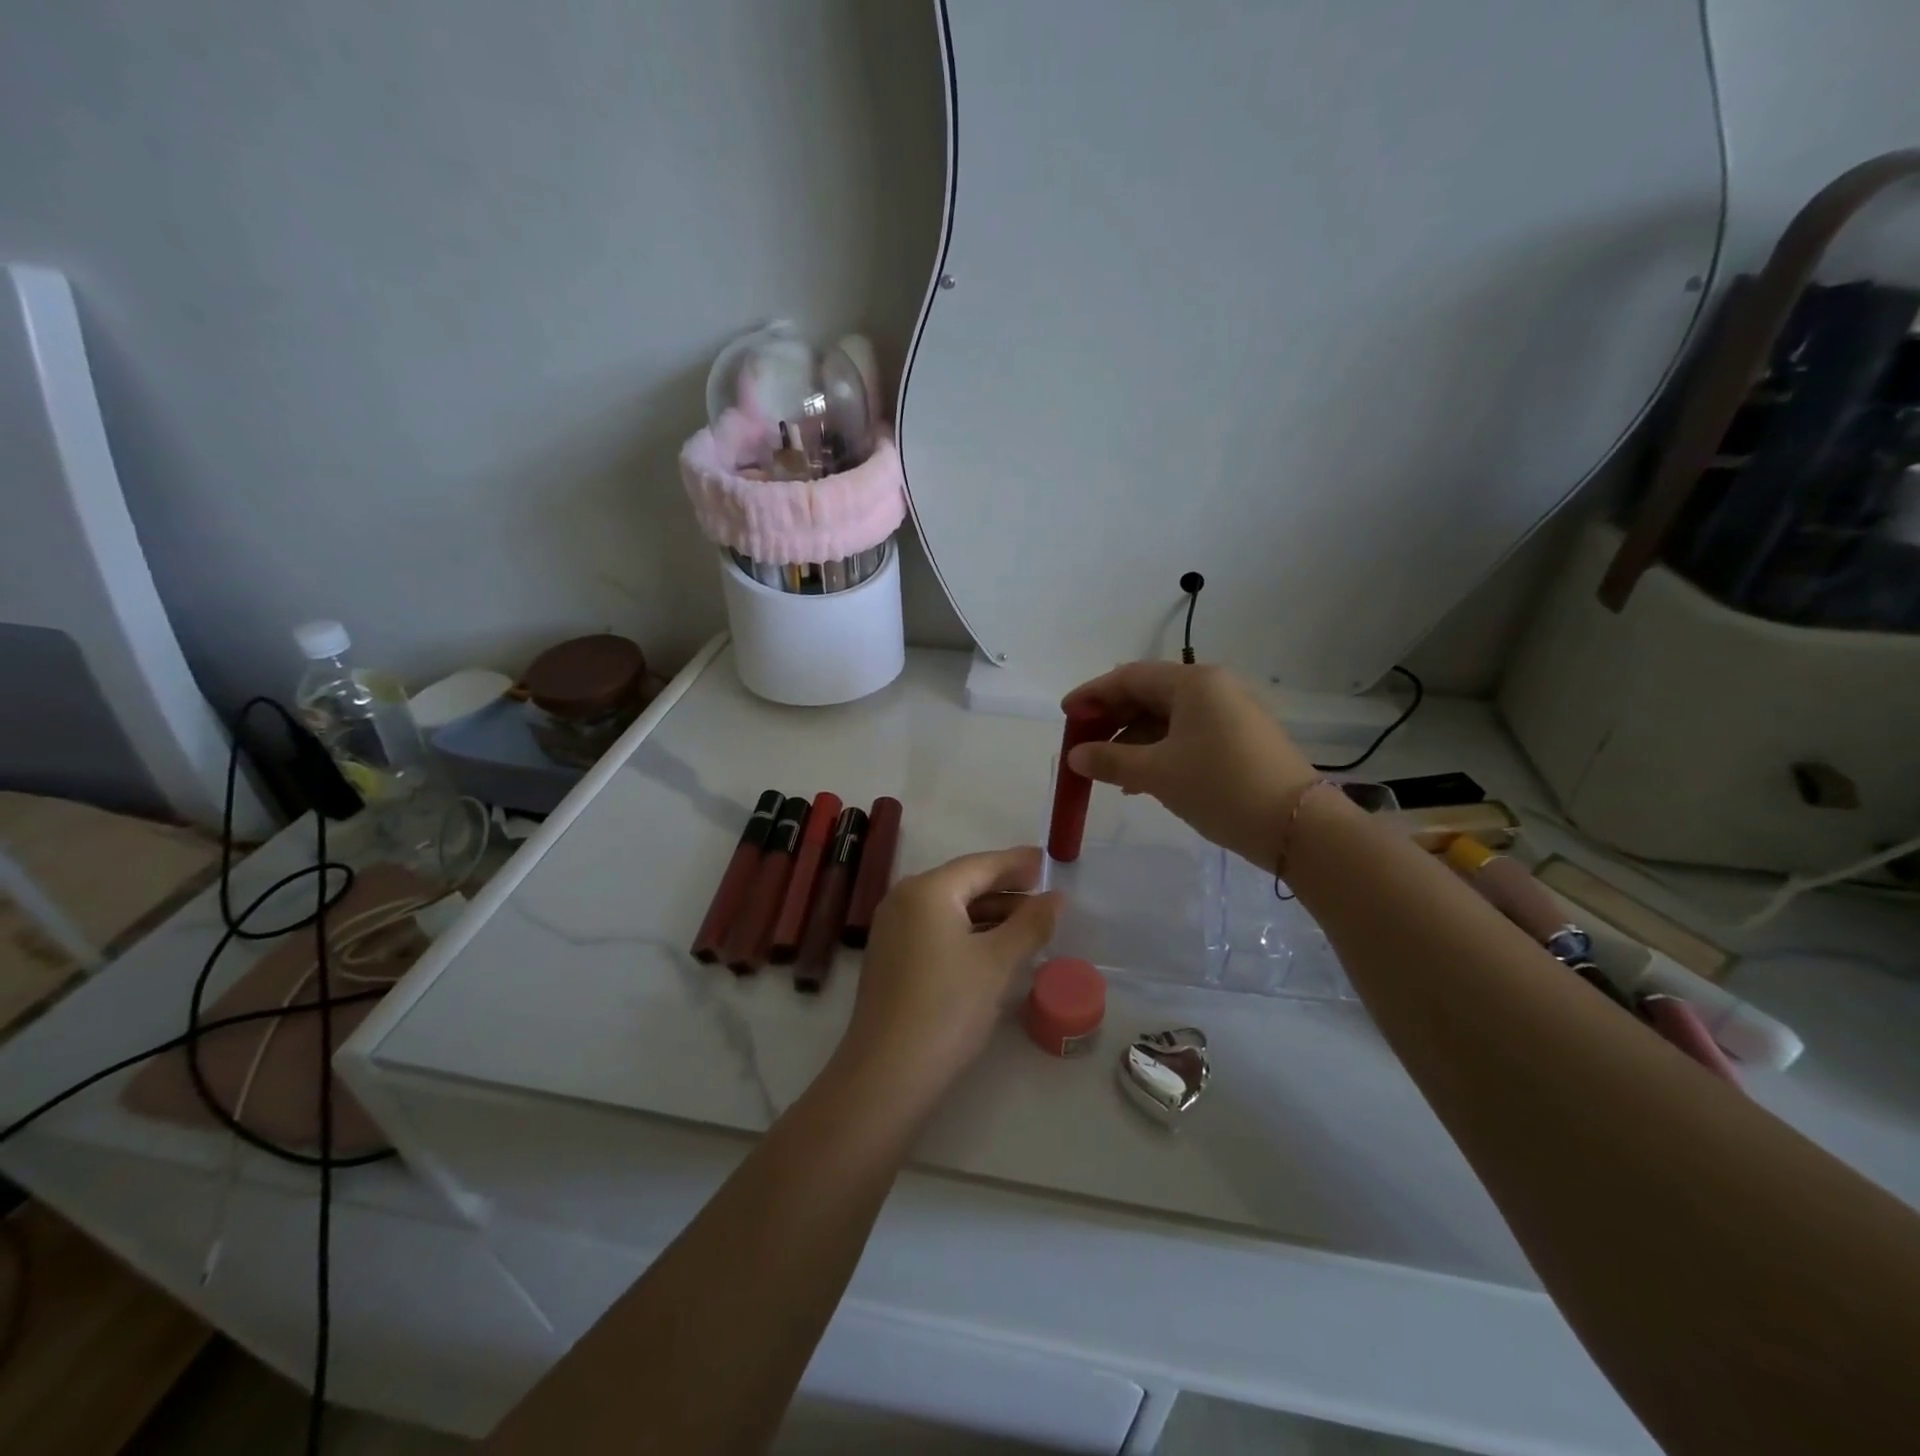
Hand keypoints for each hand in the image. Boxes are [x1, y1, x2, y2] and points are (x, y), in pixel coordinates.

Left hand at [838, 846, 1061, 1111]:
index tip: (1047, 860)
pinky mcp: (892, 958)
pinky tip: (993, 946)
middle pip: (963, 883)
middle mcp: (904, 899)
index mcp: (928, 890)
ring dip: (989, 912)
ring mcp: (893, 929)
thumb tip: (1056, 897)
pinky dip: (968, 931)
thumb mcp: (997, 963)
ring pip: (950, 909)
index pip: (980, 865)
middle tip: (1043, 892)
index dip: (1017, 862)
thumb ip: (1030, 924)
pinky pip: (936, 929)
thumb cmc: (947, 1007)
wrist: (887, 1073)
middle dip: (1005, 888)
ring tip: (1028, 922)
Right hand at [1062, 662, 1316, 869]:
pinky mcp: (1239, 740)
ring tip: (1107, 771)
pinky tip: (1140, 780)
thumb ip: (1110, 760)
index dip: (1092, 694)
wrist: (1297, 826)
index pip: (1129, 677)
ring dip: (1132, 741)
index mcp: (1193, 683)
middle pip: (1148, 695)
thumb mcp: (1157, 773)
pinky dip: (1158, 752)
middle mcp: (1213, 689)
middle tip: (1082, 744)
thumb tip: (1075, 756)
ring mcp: (1229, 714)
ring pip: (1166, 719)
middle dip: (1111, 719)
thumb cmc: (1220, 787)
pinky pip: (1186, 736)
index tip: (1065, 715)